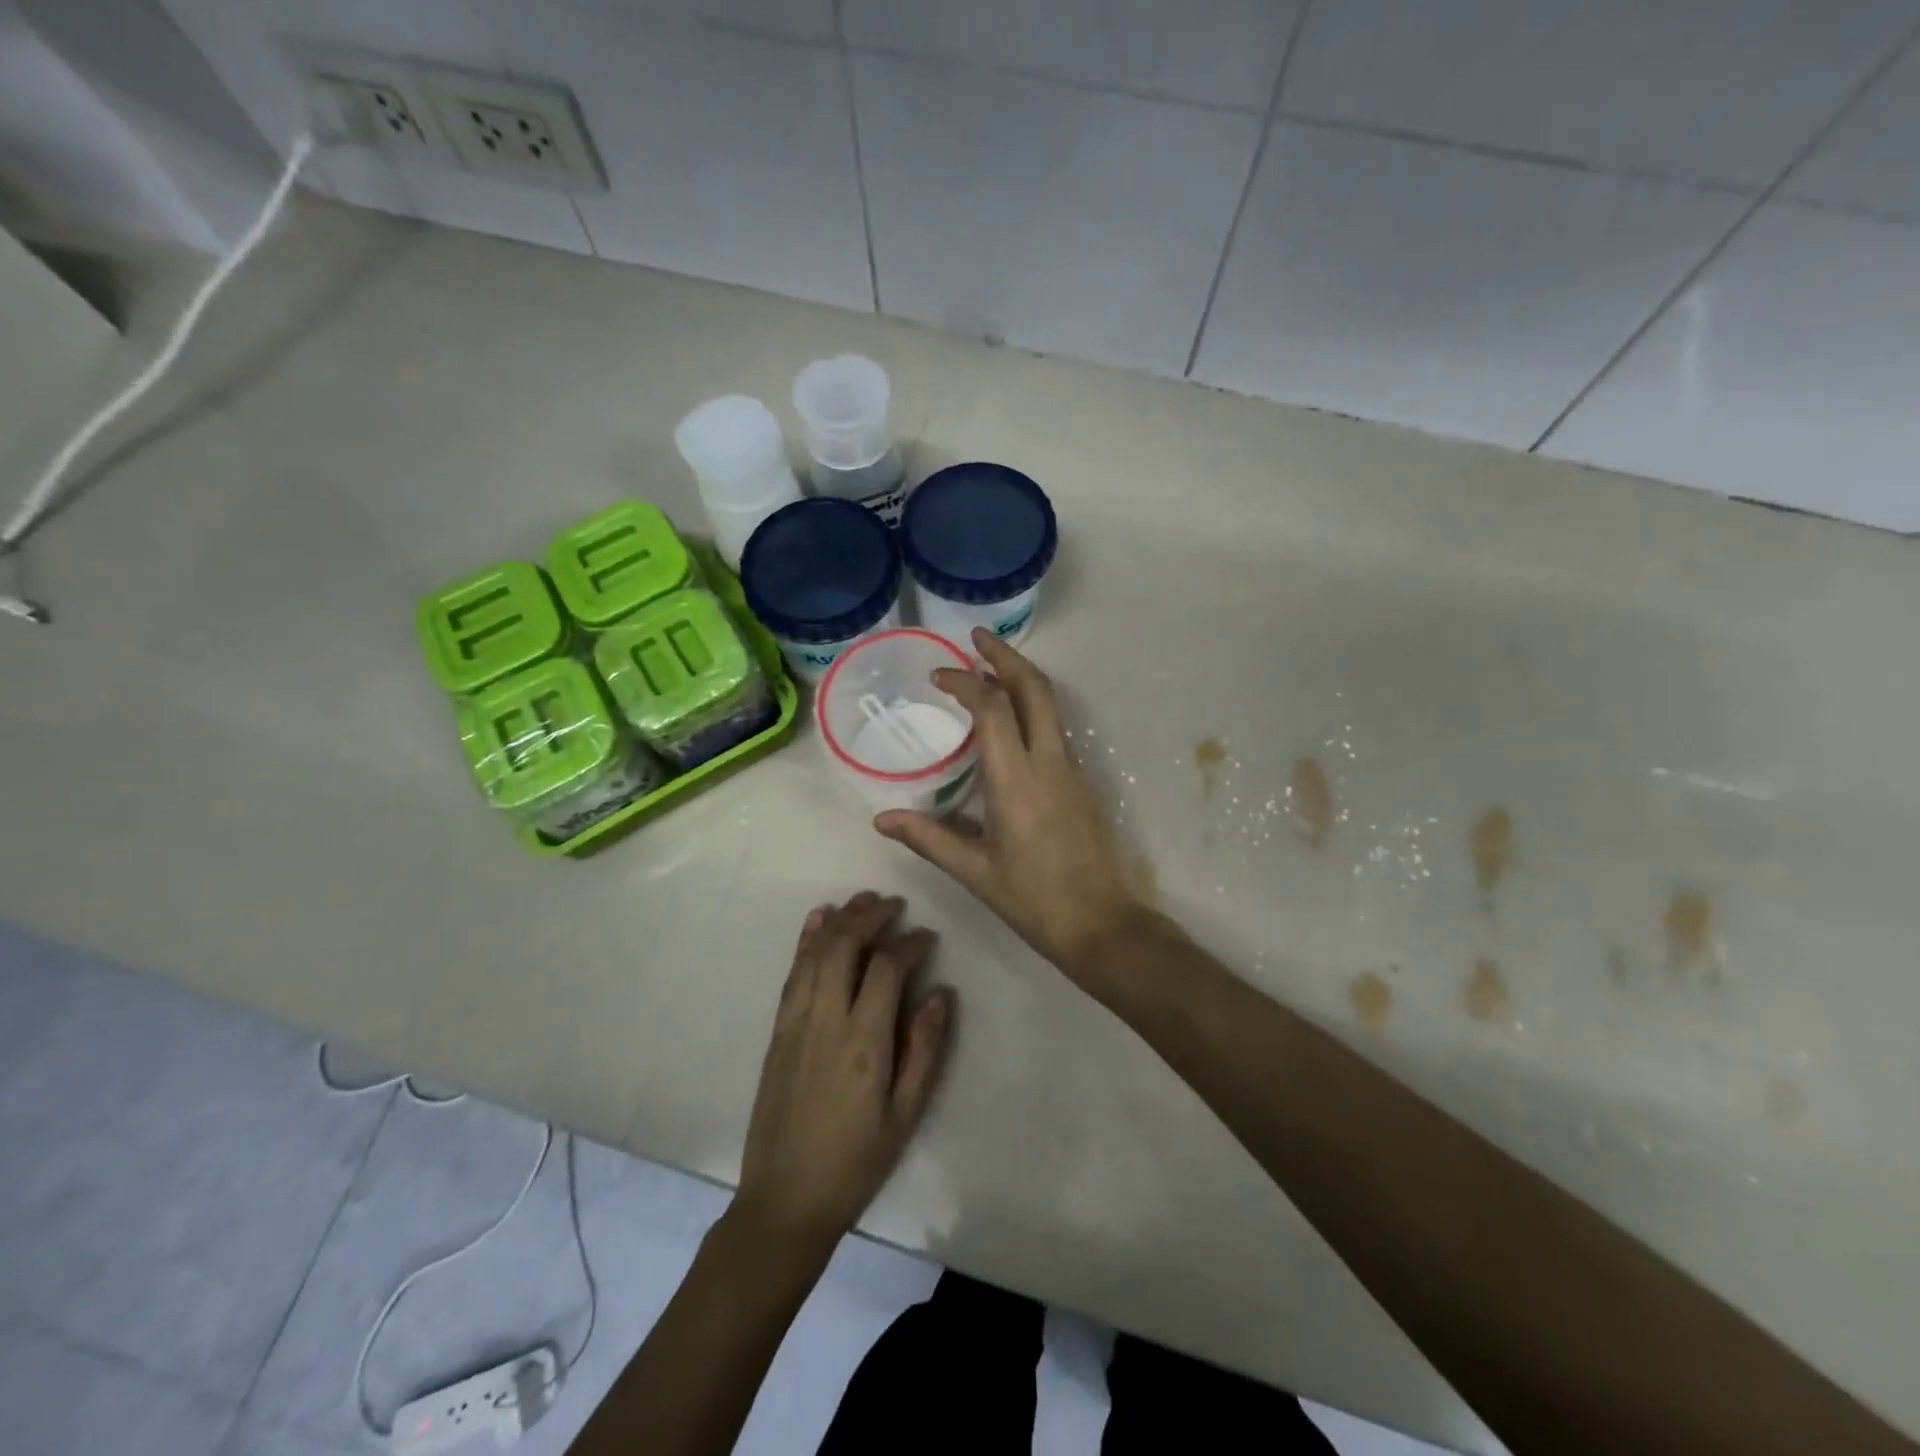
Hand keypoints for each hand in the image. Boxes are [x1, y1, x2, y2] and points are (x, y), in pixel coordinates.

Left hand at [735, 893, 951, 1258]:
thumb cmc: (855, 1161)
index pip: (886, 968)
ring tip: (864, 900)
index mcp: (863, 1042)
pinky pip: (793, 972)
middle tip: (895, 904)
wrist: (784, 1200)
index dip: (909, 944)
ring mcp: (795, 1022)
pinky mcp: (778, 1030)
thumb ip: (924, 1051)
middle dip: (872, 916)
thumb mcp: (905, 1115)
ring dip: (841, 919)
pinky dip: (807, 940)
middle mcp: (826, 1020)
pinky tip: (818, 919)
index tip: (927, 937)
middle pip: (846, 947)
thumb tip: (940, 994)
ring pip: (817, 952)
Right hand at [874, 629, 1142, 984]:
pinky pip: (1055, 728)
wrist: (1101, 924)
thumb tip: (882, 819)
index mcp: (1016, 780)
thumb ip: (928, 838)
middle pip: (1034, 688)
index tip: (939, 676)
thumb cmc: (1033, 900)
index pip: (992, 709)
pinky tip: (1011, 719)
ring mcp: (1071, 770)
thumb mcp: (974, 871)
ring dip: (1021, 678)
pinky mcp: (1081, 782)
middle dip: (1006, 656)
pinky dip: (1032, 706)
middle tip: (977, 638)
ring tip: (990, 666)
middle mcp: (1048, 763)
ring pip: (1051, 705)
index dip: (965, 683)